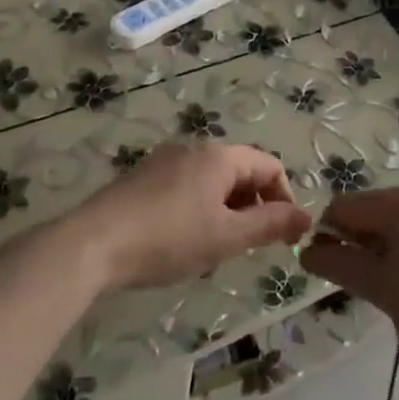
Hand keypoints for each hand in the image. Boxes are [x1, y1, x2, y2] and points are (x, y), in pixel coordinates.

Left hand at [65, 143, 310, 291]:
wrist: (91, 245)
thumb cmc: (169, 239)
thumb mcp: (227, 237)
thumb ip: (271, 225)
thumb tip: (307, 217)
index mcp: (220, 157)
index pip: (270, 167)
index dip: (284, 200)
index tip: (283, 238)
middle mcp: (194, 149)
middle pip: (241, 172)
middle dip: (252, 208)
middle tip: (245, 248)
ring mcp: (163, 162)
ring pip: (212, 183)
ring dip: (225, 212)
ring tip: (213, 250)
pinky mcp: (140, 179)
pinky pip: (185, 188)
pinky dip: (198, 211)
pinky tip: (180, 243)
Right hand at [301, 189, 398, 367]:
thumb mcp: (377, 285)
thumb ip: (337, 264)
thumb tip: (308, 251)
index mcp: (397, 201)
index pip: (342, 206)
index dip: (328, 236)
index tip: (332, 271)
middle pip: (370, 212)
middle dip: (358, 244)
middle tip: (366, 285)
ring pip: (396, 224)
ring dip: (383, 251)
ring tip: (395, 291)